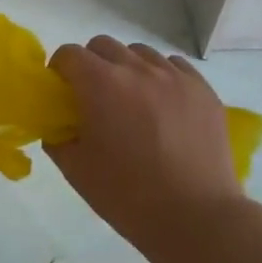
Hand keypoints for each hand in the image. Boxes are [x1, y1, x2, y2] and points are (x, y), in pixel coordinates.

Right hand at [45, 37, 245, 253]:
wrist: (195, 217)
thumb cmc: (127, 195)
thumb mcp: (76, 170)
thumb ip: (57, 139)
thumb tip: (58, 126)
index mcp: (100, 85)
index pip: (69, 54)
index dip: (59, 69)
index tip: (61, 91)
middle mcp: (137, 69)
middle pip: (104, 45)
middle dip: (91, 63)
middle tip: (93, 96)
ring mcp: (175, 77)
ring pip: (141, 53)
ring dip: (127, 68)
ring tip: (131, 100)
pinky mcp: (203, 90)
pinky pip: (175, 66)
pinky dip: (161, 76)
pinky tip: (162, 105)